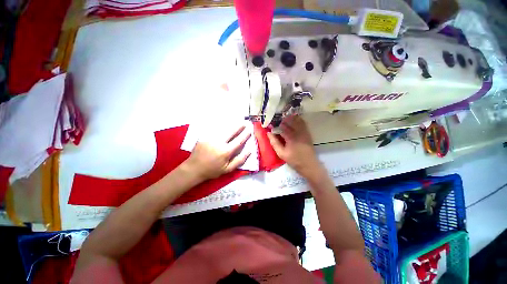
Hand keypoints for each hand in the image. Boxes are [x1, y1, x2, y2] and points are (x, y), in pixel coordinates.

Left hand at [183, 126, 250, 181]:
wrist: (194, 168)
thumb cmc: (212, 170)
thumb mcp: (228, 169)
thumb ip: (239, 160)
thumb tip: (249, 151)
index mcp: (226, 151)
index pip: (239, 141)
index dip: (245, 135)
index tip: (249, 130)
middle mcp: (219, 142)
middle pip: (231, 131)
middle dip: (238, 126)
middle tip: (244, 123)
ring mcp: (210, 138)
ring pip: (223, 129)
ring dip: (230, 125)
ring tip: (236, 122)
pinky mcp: (204, 136)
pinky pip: (214, 129)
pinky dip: (221, 126)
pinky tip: (224, 125)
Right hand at [267, 115, 322, 178]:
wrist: (309, 164)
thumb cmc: (294, 160)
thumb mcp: (281, 153)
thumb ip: (274, 143)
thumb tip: (269, 133)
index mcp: (290, 137)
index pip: (281, 127)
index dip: (275, 125)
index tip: (271, 126)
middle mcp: (298, 132)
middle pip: (289, 121)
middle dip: (282, 121)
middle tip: (277, 122)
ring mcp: (304, 131)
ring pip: (297, 120)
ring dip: (290, 119)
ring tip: (284, 121)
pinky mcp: (307, 133)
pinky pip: (303, 123)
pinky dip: (297, 120)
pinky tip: (293, 121)